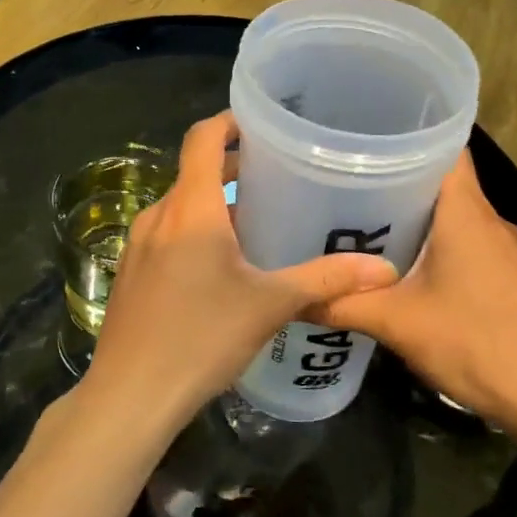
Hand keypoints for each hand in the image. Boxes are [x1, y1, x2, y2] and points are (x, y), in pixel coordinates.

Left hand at [76, 112, 398, 439]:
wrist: (130, 395)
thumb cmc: (202, 338)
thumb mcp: (270, 305)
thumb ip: (326, 280)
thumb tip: (386, 270)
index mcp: (191, 209)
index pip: (203, 139)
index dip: (229, 121)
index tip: (261, 121)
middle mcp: (158, 216)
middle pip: (195, 173)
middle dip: (234, 169)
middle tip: (279, 176)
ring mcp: (137, 246)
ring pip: (181, 208)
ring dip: (216, 206)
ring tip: (258, 222)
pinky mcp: (130, 274)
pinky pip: (166, 236)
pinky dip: (194, 232)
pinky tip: (221, 266)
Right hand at [310, 153, 516, 433]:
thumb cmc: (477, 343)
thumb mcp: (398, 324)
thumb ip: (342, 306)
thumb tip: (291, 298)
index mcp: (467, 213)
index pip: (445, 147)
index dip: (407, 134)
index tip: (363, 138)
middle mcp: (491, 221)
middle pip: (442, 183)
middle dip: (395, 182)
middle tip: (343, 186)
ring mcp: (508, 251)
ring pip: (454, 217)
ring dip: (415, 219)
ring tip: (362, 226)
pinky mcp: (513, 279)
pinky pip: (467, 246)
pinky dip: (435, 247)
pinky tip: (404, 272)